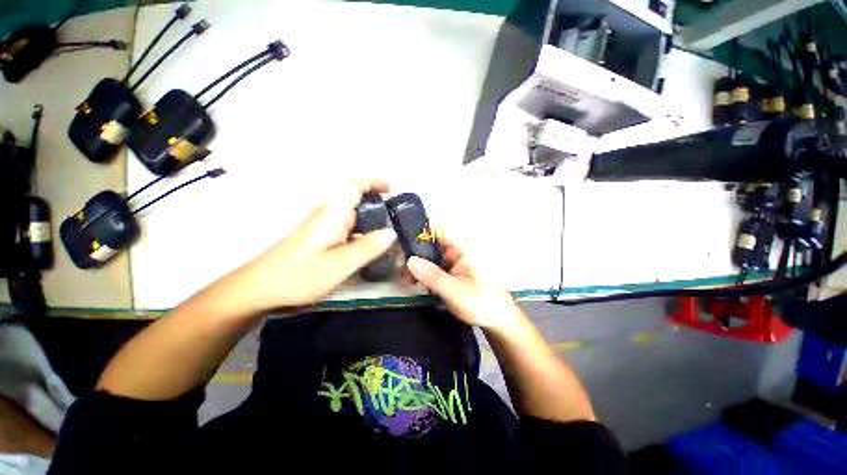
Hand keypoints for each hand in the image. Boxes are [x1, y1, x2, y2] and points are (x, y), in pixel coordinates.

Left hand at [239, 178, 396, 310]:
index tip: (392, 189)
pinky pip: (346, 228)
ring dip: (370, 220)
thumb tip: (391, 232)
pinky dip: (361, 232)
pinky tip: (368, 247)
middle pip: (355, 201)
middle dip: (378, 205)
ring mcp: (321, 226)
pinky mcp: (319, 237)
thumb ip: (366, 248)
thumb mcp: (338, 266)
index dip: (373, 183)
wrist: (258, 289)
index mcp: (331, 215)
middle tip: (398, 221)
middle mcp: (326, 215)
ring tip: (389, 236)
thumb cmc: (297, 276)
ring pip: (351, 216)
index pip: (353, 187)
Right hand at [406, 230, 521, 331]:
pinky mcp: (456, 267)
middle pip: (432, 242)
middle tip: (401, 268)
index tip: (402, 242)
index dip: (419, 231)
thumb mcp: (455, 291)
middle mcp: (461, 247)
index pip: (438, 229)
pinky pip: (437, 264)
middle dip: (416, 253)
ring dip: (420, 264)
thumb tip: (410, 260)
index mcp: (465, 247)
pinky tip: (417, 280)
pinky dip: (426, 270)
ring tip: (407, 278)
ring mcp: (458, 257)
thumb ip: (433, 276)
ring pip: (433, 254)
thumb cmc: (481, 303)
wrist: (498, 320)